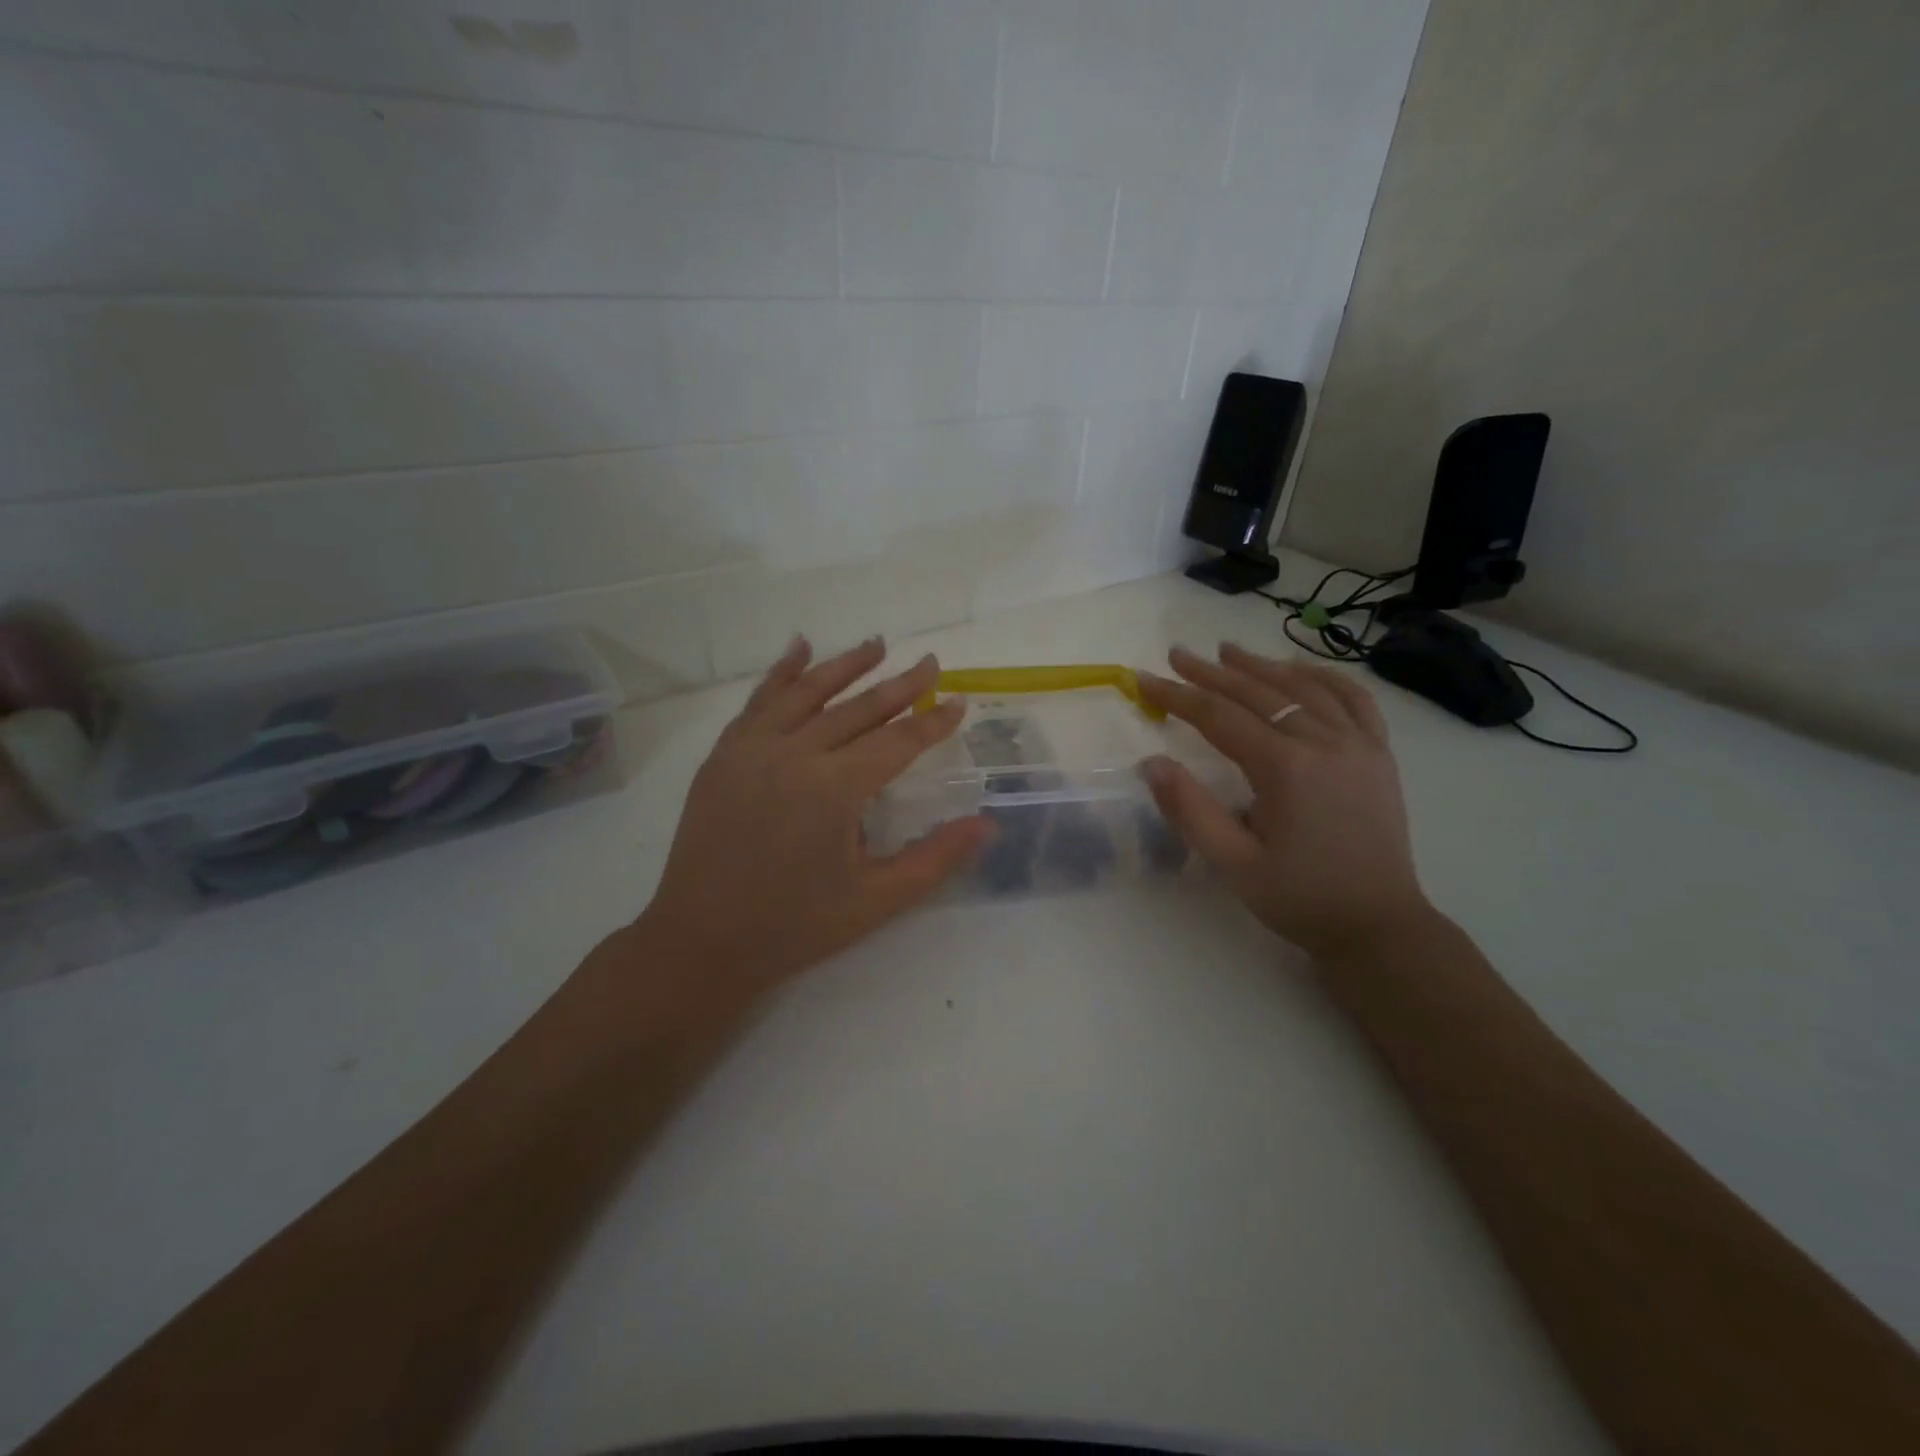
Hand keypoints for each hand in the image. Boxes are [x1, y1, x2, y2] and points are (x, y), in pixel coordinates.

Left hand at [635, 636, 990, 997]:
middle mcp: (793, 755)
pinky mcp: (724, 755)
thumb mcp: (876, 901)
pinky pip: (758, 701)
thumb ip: (936, 858)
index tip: (959, 701)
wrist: (701, 941)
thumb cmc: (795, 926)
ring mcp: (752, 750)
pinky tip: (799, 649)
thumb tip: (988, 824)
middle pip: (857, 708)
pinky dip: (782, 673)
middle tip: (931, 662)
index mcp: (834, 789)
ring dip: (845, 665)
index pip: (897, 742)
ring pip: (806, 692)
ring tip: (876, 644)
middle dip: (900, 685)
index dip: (932, 722)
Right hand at [1137, 644, 1430, 960]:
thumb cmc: (1299, 897)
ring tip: (1229, 651)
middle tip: (1177, 654)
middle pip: (1258, 693)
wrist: (1378, 926)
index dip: (1177, 695)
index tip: (1144, 678)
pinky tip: (1302, 671)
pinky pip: (1353, 699)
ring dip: (1262, 666)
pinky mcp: (1379, 755)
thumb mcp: (1232, 863)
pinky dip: (1324, 678)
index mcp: (1285, 768)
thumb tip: (1152, 763)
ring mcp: (1359, 744)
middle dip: (1212, 672)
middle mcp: (1324, 742)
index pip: (1218, 717)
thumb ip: (1189, 810)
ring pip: (1304, 688)